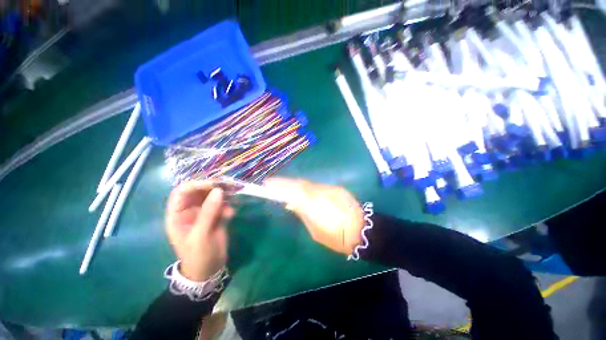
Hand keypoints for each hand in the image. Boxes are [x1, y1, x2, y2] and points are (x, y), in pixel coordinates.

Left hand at [165, 181, 234, 281]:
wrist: (209, 269)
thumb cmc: (198, 255)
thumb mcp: (201, 234)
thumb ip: (209, 212)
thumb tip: (218, 190)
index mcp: (177, 214)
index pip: (182, 192)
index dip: (196, 184)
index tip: (214, 184)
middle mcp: (189, 210)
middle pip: (199, 191)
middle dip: (213, 187)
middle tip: (229, 185)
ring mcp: (203, 213)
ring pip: (212, 196)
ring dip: (223, 195)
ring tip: (234, 195)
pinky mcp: (215, 216)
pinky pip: (221, 205)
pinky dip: (227, 207)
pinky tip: (231, 214)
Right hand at [264, 178, 363, 254]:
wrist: (363, 230)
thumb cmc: (337, 237)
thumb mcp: (315, 231)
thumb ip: (303, 214)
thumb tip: (291, 203)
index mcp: (315, 206)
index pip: (293, 191)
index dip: (280, 185)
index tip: (267, 184)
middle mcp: (321, 193)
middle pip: (299, 183)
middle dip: (284, 183)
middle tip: (272, 185)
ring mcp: (330, 188)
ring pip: (308, 183)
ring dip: (295, 185)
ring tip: (285, 189)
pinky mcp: (336, 188)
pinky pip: (317, 186)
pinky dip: (307, 187)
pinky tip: (304, 192)